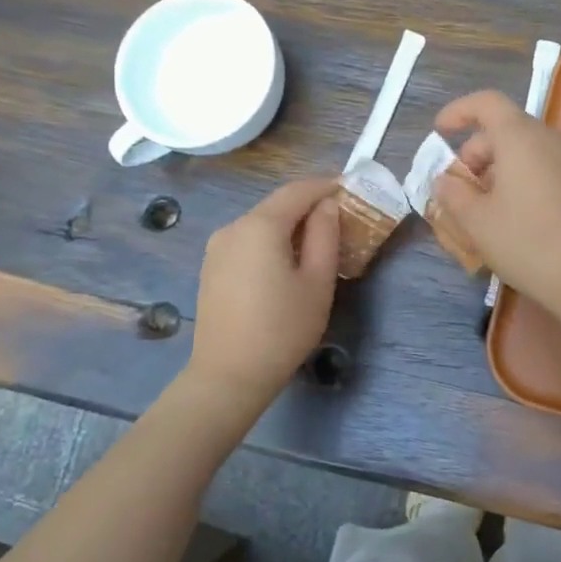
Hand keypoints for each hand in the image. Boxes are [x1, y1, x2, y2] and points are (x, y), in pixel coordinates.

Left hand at [188, 175, 341, 406]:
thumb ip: (324, 236)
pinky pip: (246, 242)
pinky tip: (285, 263)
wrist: (228, 376)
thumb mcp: (317, 282)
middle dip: (308, 206)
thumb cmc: (282, 329)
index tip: (349, 188)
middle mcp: (233, 227)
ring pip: (260, 224)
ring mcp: (217, 248)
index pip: (297, 191)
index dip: (325, 186)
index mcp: (260, 226)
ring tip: (316, 242)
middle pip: (276, 205)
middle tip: (339, 218)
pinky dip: (270, 241)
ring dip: (289, 225)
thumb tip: (327, 206)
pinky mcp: (211, 268)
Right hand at [431, 90, 560, 322]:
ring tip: (484, 207)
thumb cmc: (526, 241)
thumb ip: (453, 193)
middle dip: (475, 152)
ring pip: (525, 150)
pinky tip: (514, 217)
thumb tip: (445, 180)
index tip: (440, 132)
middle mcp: (549, 140)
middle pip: (504, 128)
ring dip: (497, 169)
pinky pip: (543, 168)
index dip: (458, 111)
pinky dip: (520, 180)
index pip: (486, 102)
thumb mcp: (476, 221)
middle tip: (460, 188)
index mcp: (519, 137)